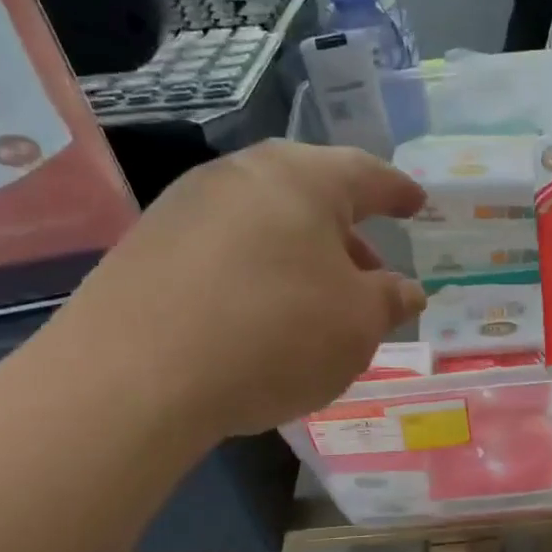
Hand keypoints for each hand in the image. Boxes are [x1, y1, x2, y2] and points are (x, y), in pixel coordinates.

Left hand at [60, 141, 425, 438]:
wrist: (134, 377)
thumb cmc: (275, 336)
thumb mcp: (357, 325)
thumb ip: (389, 300)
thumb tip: (405, 289)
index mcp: (302, 179)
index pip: (366, 174)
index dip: (397, 191)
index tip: (416, 202)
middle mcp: (240, 175)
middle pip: (309, 194)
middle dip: (347, 231)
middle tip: (370, 269)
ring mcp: (185, 207)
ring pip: (264, 221)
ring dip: (300, 254)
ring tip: (317, 299)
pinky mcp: (146, 246)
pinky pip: (224, 249)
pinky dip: (256, 272)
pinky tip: (260, 315)